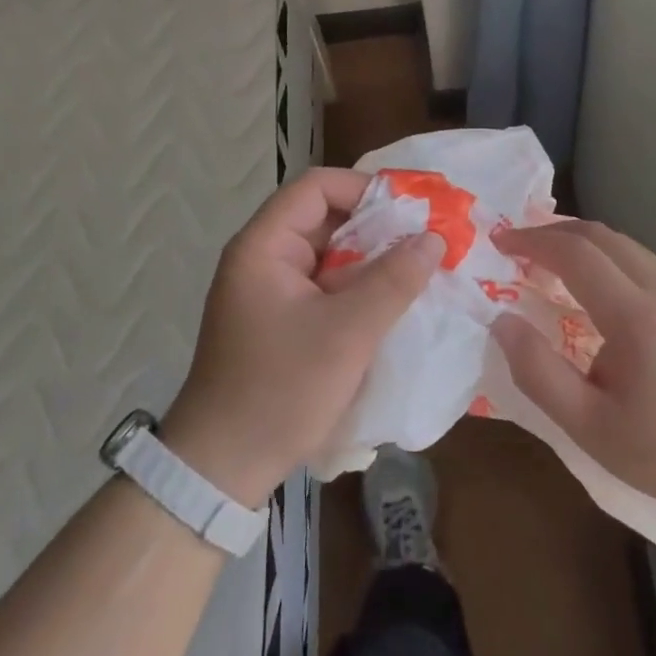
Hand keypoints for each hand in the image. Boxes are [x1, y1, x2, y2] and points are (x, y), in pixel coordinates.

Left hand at [160, 169, 442, 504]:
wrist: (222, 468)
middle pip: (324, 219)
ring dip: (371, 260)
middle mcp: (263, 259)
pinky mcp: (280, 321)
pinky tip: (393, 302)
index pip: (316, 187)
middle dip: (377, 226)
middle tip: (427, 239)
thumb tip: (433, 238)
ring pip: (328, 256)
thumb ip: (393, 280)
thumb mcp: (347, 333)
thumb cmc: (281, 390)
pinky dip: (358, 288)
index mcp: (263, 247)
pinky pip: (324, 287)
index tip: (412, 208)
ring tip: (420, 268)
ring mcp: (270, 292)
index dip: (365, 188)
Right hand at [490, 220, 655, 524]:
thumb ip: (538, 372)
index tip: (500, 244)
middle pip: (602, 236)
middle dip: (554, 232)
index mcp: (634, 316)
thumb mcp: (588, 427)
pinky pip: (643, 263)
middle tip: (518, 246)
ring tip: (549, 261)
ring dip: (582, 242)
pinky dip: (607, 258)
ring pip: (626, 245)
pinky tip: (595, 288)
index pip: (576, 253)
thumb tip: (502, 322)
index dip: (533, 241)